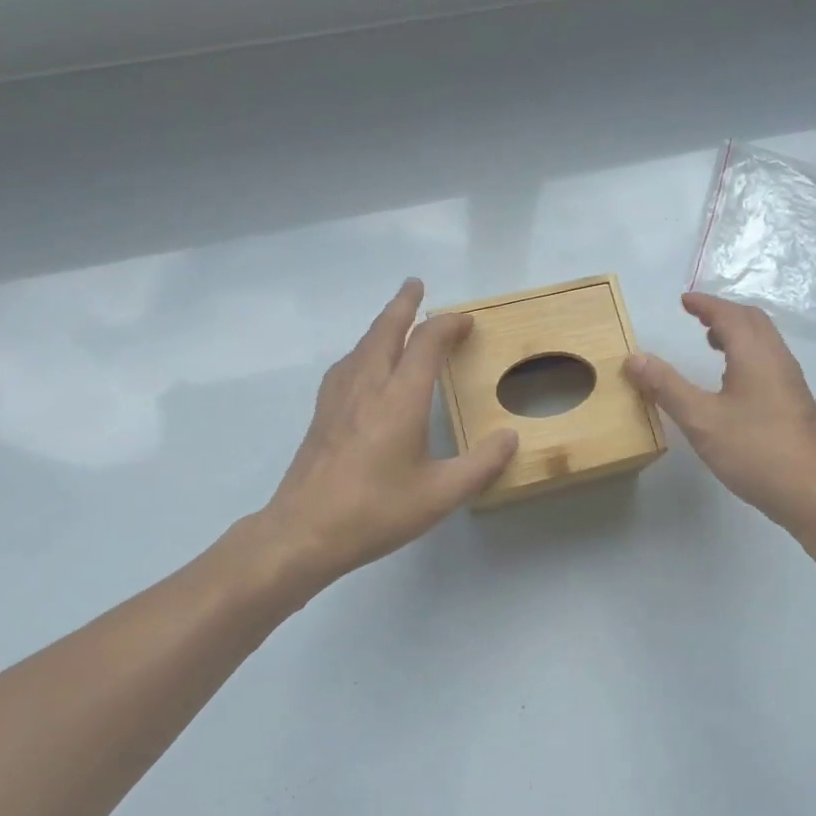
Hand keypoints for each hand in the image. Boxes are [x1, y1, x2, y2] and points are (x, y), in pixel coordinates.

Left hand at [258, 279, 517, 585]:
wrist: (304, 531)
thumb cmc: (376, 511)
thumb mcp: (441, 494)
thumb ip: (481, 464)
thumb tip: (510, 437)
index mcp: (400, 399)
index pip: (426, 344)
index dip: (448, 326)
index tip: (466, 321)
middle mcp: (368, 386)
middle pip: (385, 330)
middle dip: (403, 305)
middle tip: (415, 285)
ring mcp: (339, 398)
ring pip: (362, 345)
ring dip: (381, 324)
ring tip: (394, 318)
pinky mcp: (322, 414)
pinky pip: (347, 365)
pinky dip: (363, 350)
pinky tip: (363, 364)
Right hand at [626, 293, 815, 532]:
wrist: (811, 492)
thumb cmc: (754, 451)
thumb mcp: (701, 420)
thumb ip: (666, 387)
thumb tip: (635, 358)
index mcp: (756, 355)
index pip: (729, 314)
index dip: (705, 304)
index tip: (683, 300)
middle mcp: (778, 359)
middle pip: (753, 321)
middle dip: (723, 313)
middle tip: (696, 319)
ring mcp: (792, 382)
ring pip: (765, 342)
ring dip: (738, 334)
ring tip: (711, 345)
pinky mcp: (796, 403)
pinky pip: (770, 361)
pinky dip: (748, 354)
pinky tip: (734, 383)